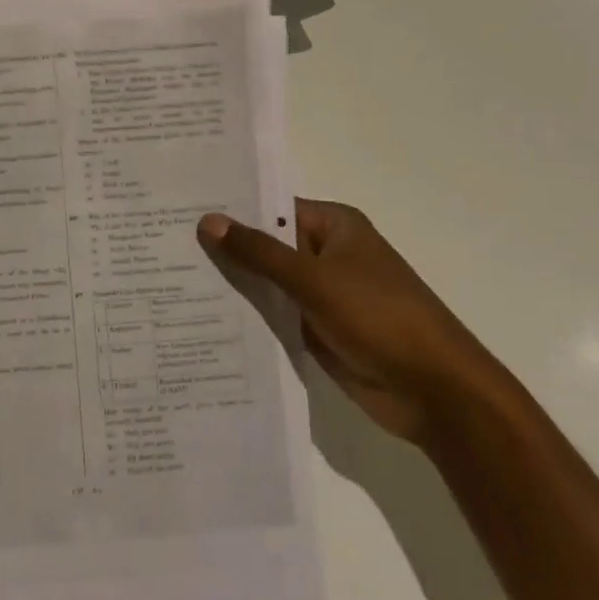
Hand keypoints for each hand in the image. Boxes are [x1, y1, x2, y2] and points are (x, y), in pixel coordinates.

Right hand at [197, 200, 502, 445]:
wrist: (434, 391)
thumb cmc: (380, 318)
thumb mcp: (315, 280)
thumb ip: (260, 253)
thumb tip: (208, 221)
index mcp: (333, 226)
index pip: (272, 207)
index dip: (230, 208)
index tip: (181, 208)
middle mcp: (325, 254)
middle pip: (266, 245)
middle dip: (225, 247)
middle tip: (164, 243)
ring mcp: (320, 294)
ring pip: (267, 282)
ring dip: (232, 283)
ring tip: (170, 278)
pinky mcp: (316, 329)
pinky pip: (273, 315)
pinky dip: (246, 316)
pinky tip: (201, 316)